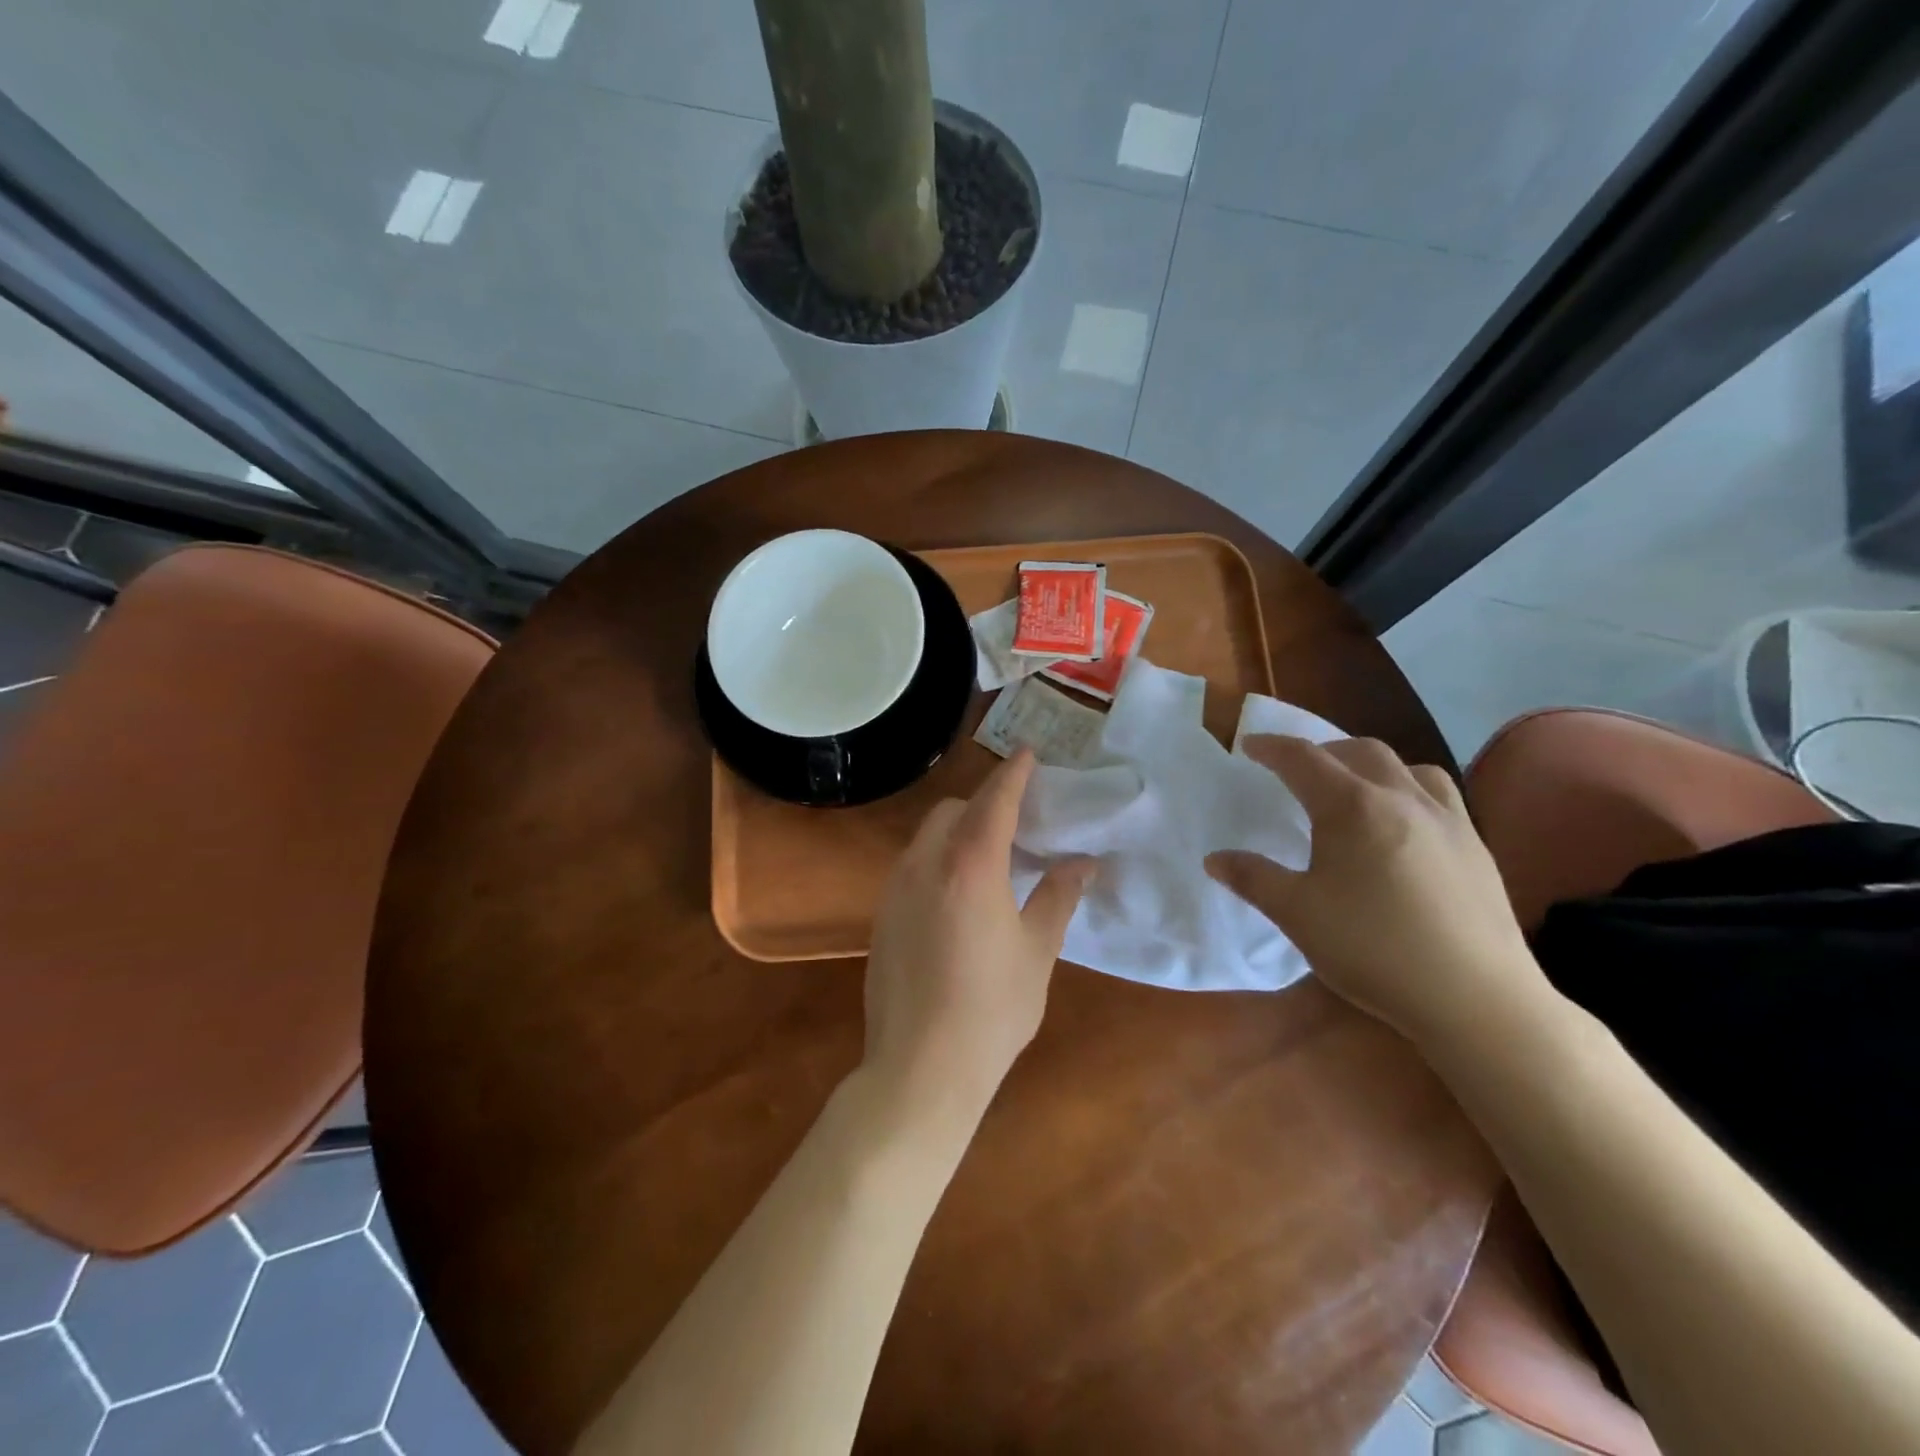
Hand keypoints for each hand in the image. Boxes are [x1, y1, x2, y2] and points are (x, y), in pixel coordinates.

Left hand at [862, 750, 1092, 1129]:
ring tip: (992, 858)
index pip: (993, 802)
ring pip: (927, 837)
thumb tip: (1084, 862)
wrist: (920, 1068)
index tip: (1028, 754)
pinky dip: (939, 860)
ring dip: (959, 832)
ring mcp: (895, 889)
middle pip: (952, 812)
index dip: (1012, 775)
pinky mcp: (881, 915)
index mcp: (969, 867)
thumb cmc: (992, 1009)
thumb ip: (1058, 897)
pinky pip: (913, 866)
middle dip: (983, 804)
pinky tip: (960, 896)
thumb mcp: (1037, 951)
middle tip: (1018, 823)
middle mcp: (924, 865)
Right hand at [1207, 735, 1549, 1048]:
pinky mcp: (1476, 847)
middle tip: (1299, 769)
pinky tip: (1404, 827)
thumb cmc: (1373, 948)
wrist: (1476, 997)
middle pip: (1360, 751)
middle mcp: (1402, 798)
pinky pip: (1439, 796)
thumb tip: (1214, 859)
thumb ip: (1252, 879)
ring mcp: (1448, 820)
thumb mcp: (1296, 914)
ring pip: (1408, 767)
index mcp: (1352, 807)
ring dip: (1373, 766)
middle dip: (1323, 751)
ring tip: (1356, 789)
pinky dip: (1410, 791)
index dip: (1272, 748)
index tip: (1250, 746)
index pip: (1303, 759)